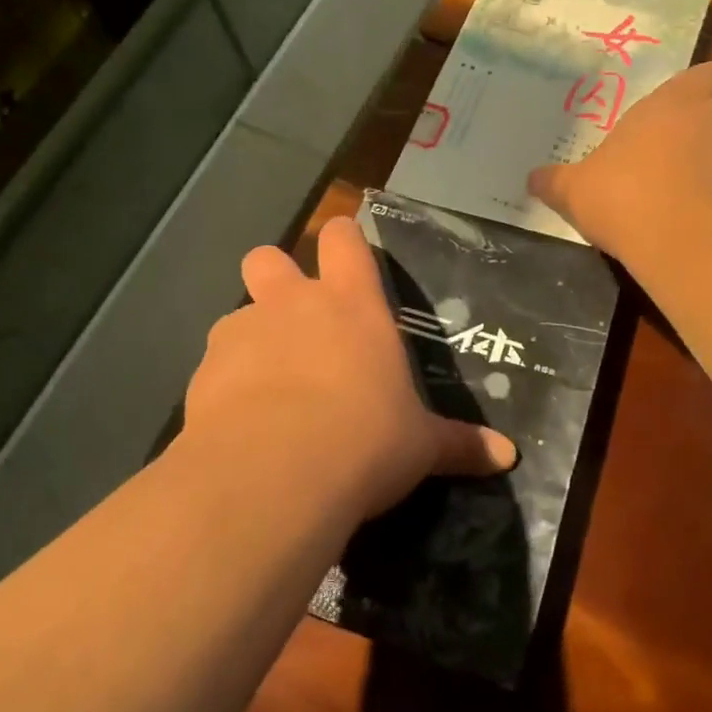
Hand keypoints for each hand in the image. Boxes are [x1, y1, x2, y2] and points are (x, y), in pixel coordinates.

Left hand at [185, 216, 517, 520]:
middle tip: (293, 320)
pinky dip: (225, 386)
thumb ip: (459, 445)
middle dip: (276, 277)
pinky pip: (214, 366)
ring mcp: (242, 332)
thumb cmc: (366, 440)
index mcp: (352, 305)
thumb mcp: (420, 446)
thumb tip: (508, 457)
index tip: (346, 253)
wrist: (277, 472)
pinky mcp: (203, 371)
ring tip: (265, 390)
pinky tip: (240, 425)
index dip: (343, 239)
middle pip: (270, 258)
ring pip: (237, 315)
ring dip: (250, 341)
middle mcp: (293, 304)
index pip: (343, 240)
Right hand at [528, 61, 711, 263]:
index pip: (707, 75)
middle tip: (665, 169)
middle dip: (698, 139)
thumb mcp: (575, 191)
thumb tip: (531, 179)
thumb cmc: (627, 197)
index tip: (679, 111)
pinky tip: (701, 233)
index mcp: (675, 104)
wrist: (692, 245)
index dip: (697, 89)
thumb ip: (555, 181)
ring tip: (683, 208)